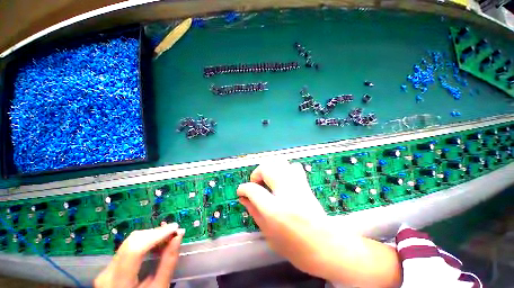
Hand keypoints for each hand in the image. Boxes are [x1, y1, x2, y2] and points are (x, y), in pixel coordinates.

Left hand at [94, 223, 184, 287]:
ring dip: (151, 236)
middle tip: (173, 231)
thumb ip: (168, 263)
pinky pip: (128, 247)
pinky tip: (155, 243)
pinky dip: (144, 242)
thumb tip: (178, 236)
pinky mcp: (109, 267)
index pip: (135, 249)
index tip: (175, 227)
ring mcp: (106, 269)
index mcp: (119, 282)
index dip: (156, 235)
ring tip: (167, 236)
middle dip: (155, 233)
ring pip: (130, 242)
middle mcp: (108, 272)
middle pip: (132, 242)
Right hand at [237, 160, 327, 273]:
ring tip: (268, 180)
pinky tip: (282, 180)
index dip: (243, 188)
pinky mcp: (305, 183)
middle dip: (256, 173)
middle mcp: (287, 193)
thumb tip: (243, 197)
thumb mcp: (269, 234)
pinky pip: (292, 166)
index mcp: (275, 211)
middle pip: (266, 168)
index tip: (241, 191)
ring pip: (279, 162)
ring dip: (269, 169)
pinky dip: (283, 169)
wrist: (328, 246)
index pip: (253, 189)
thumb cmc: (296, 248)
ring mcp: (298, 185)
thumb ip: (254, 212)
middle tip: (256, 184)